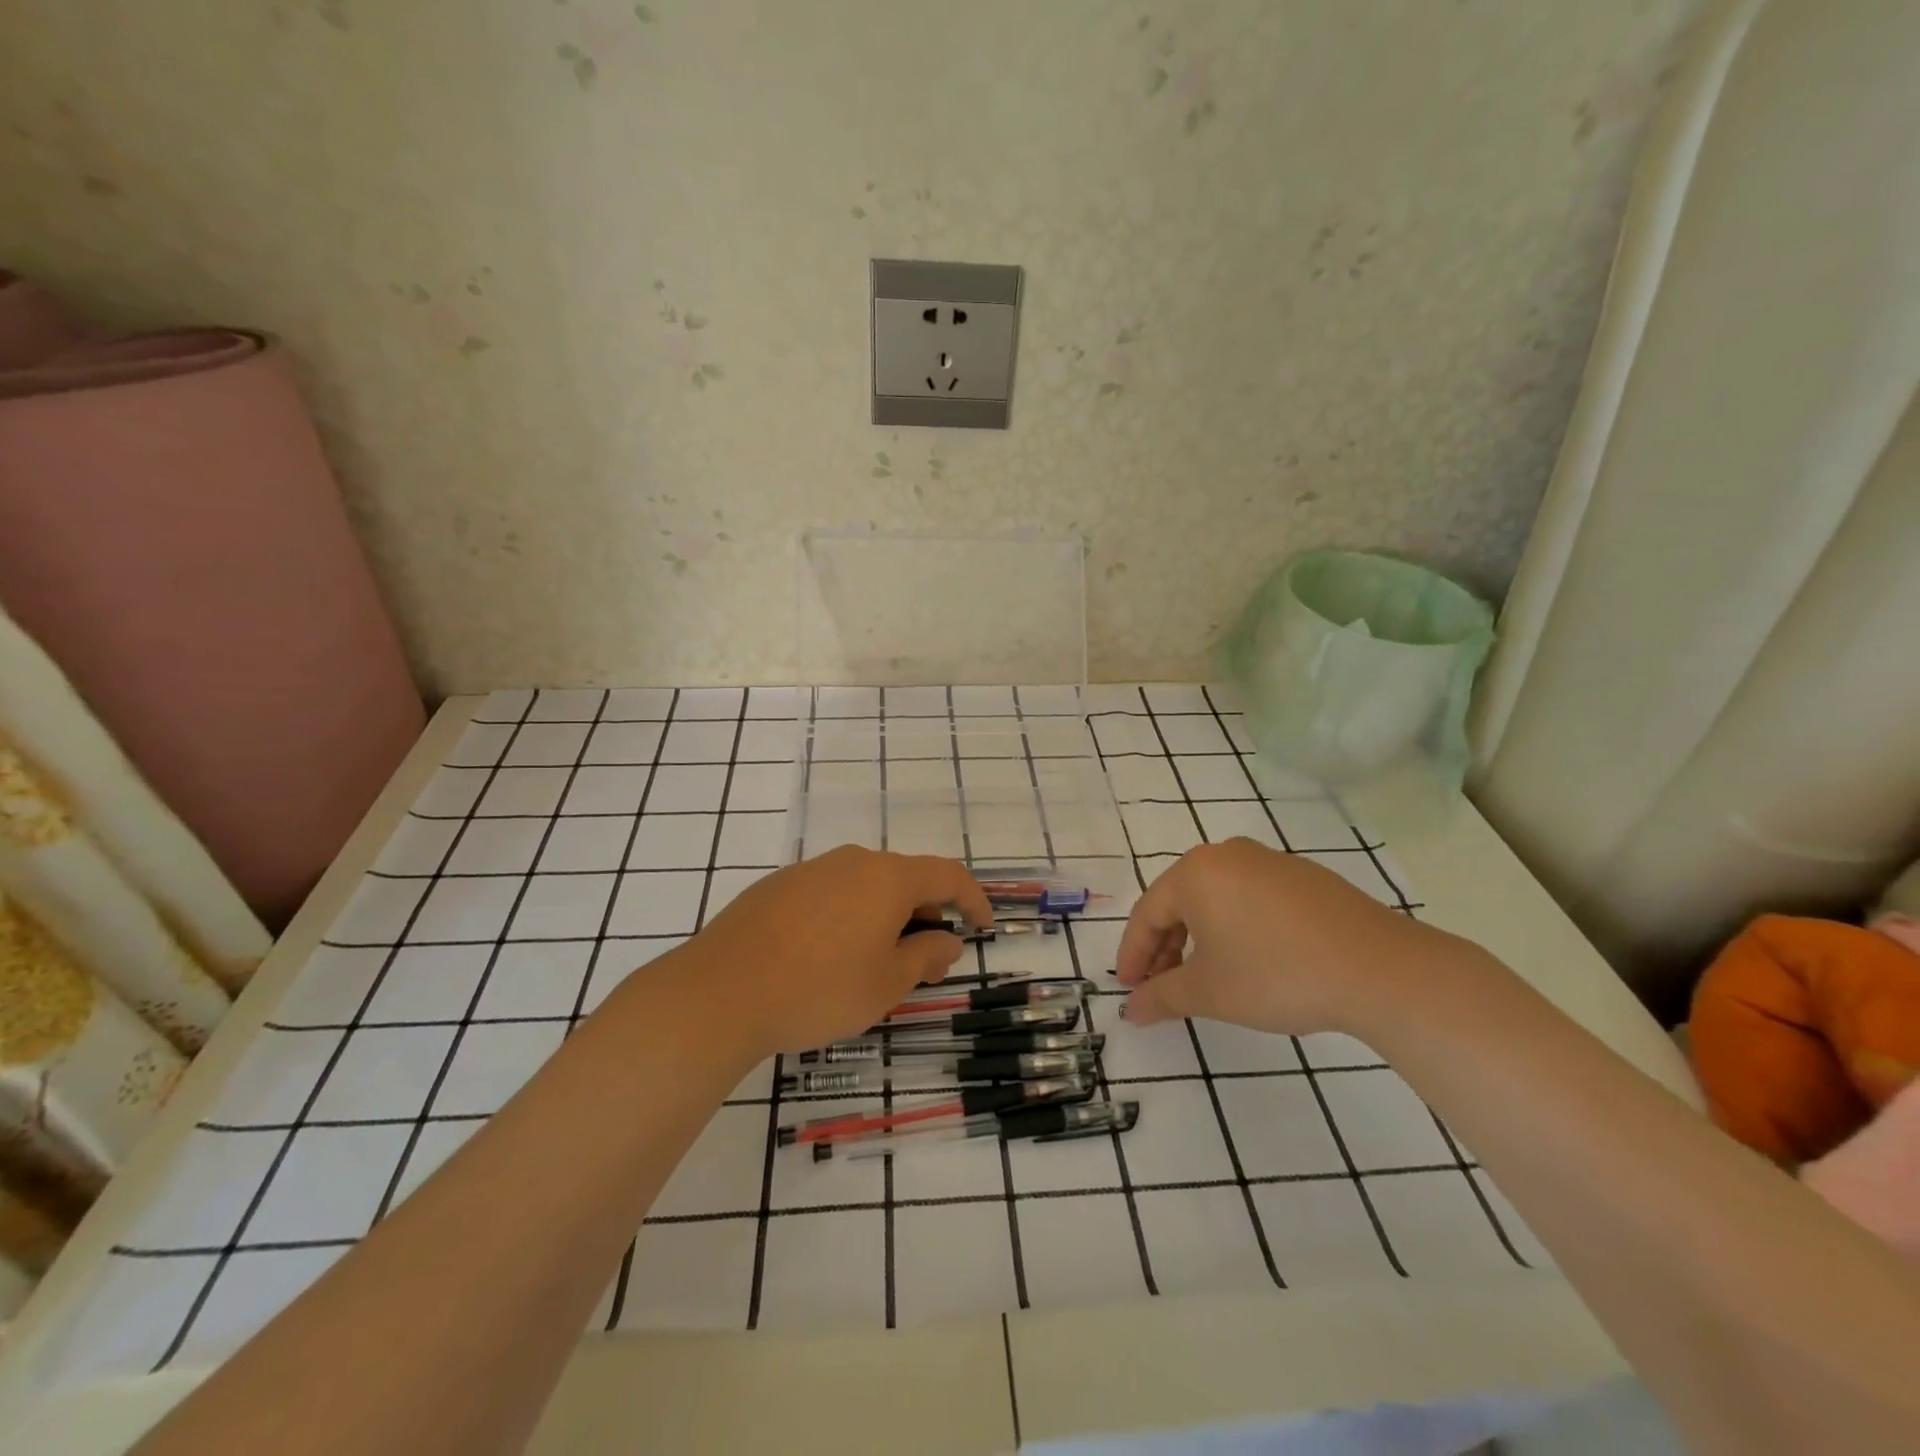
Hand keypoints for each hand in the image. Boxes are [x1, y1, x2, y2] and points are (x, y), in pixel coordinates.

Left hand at [684, 846, 993, 1055]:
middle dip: (925, 915)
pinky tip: (828, 956)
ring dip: (884, 917)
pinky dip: (848, 917)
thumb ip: (925, 957)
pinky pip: (830, 894)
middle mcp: (852, 861)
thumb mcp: (887, 983)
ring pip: (865, 886)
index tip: (982, 927)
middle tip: (926, 960)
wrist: (721, 992)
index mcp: (888, 878)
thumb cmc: (820, 989)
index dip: (973, 899)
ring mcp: (811, 870)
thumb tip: (946, 940)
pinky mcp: (777, 886)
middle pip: (905, 879)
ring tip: (877, 962)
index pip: (948, 875)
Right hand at [1116, 838, 1452, 1033]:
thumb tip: (1132, 1011)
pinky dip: (1235, 927)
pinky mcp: (1304, 877)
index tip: (1130, 989)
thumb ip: (1162, 997)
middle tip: (1160, 986)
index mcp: (1195, 873)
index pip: (1147, 913)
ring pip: (1216, 899)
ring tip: (1202, 976)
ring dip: (1199, 938)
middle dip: (1165, 947)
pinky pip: (1250, 898)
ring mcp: (1269, 861)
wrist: (1380, 969)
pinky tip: (1247, 959)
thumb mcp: (1210, 992)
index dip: (1133, 955)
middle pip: (1180, 902)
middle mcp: (1226, 855)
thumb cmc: (1277, 974)